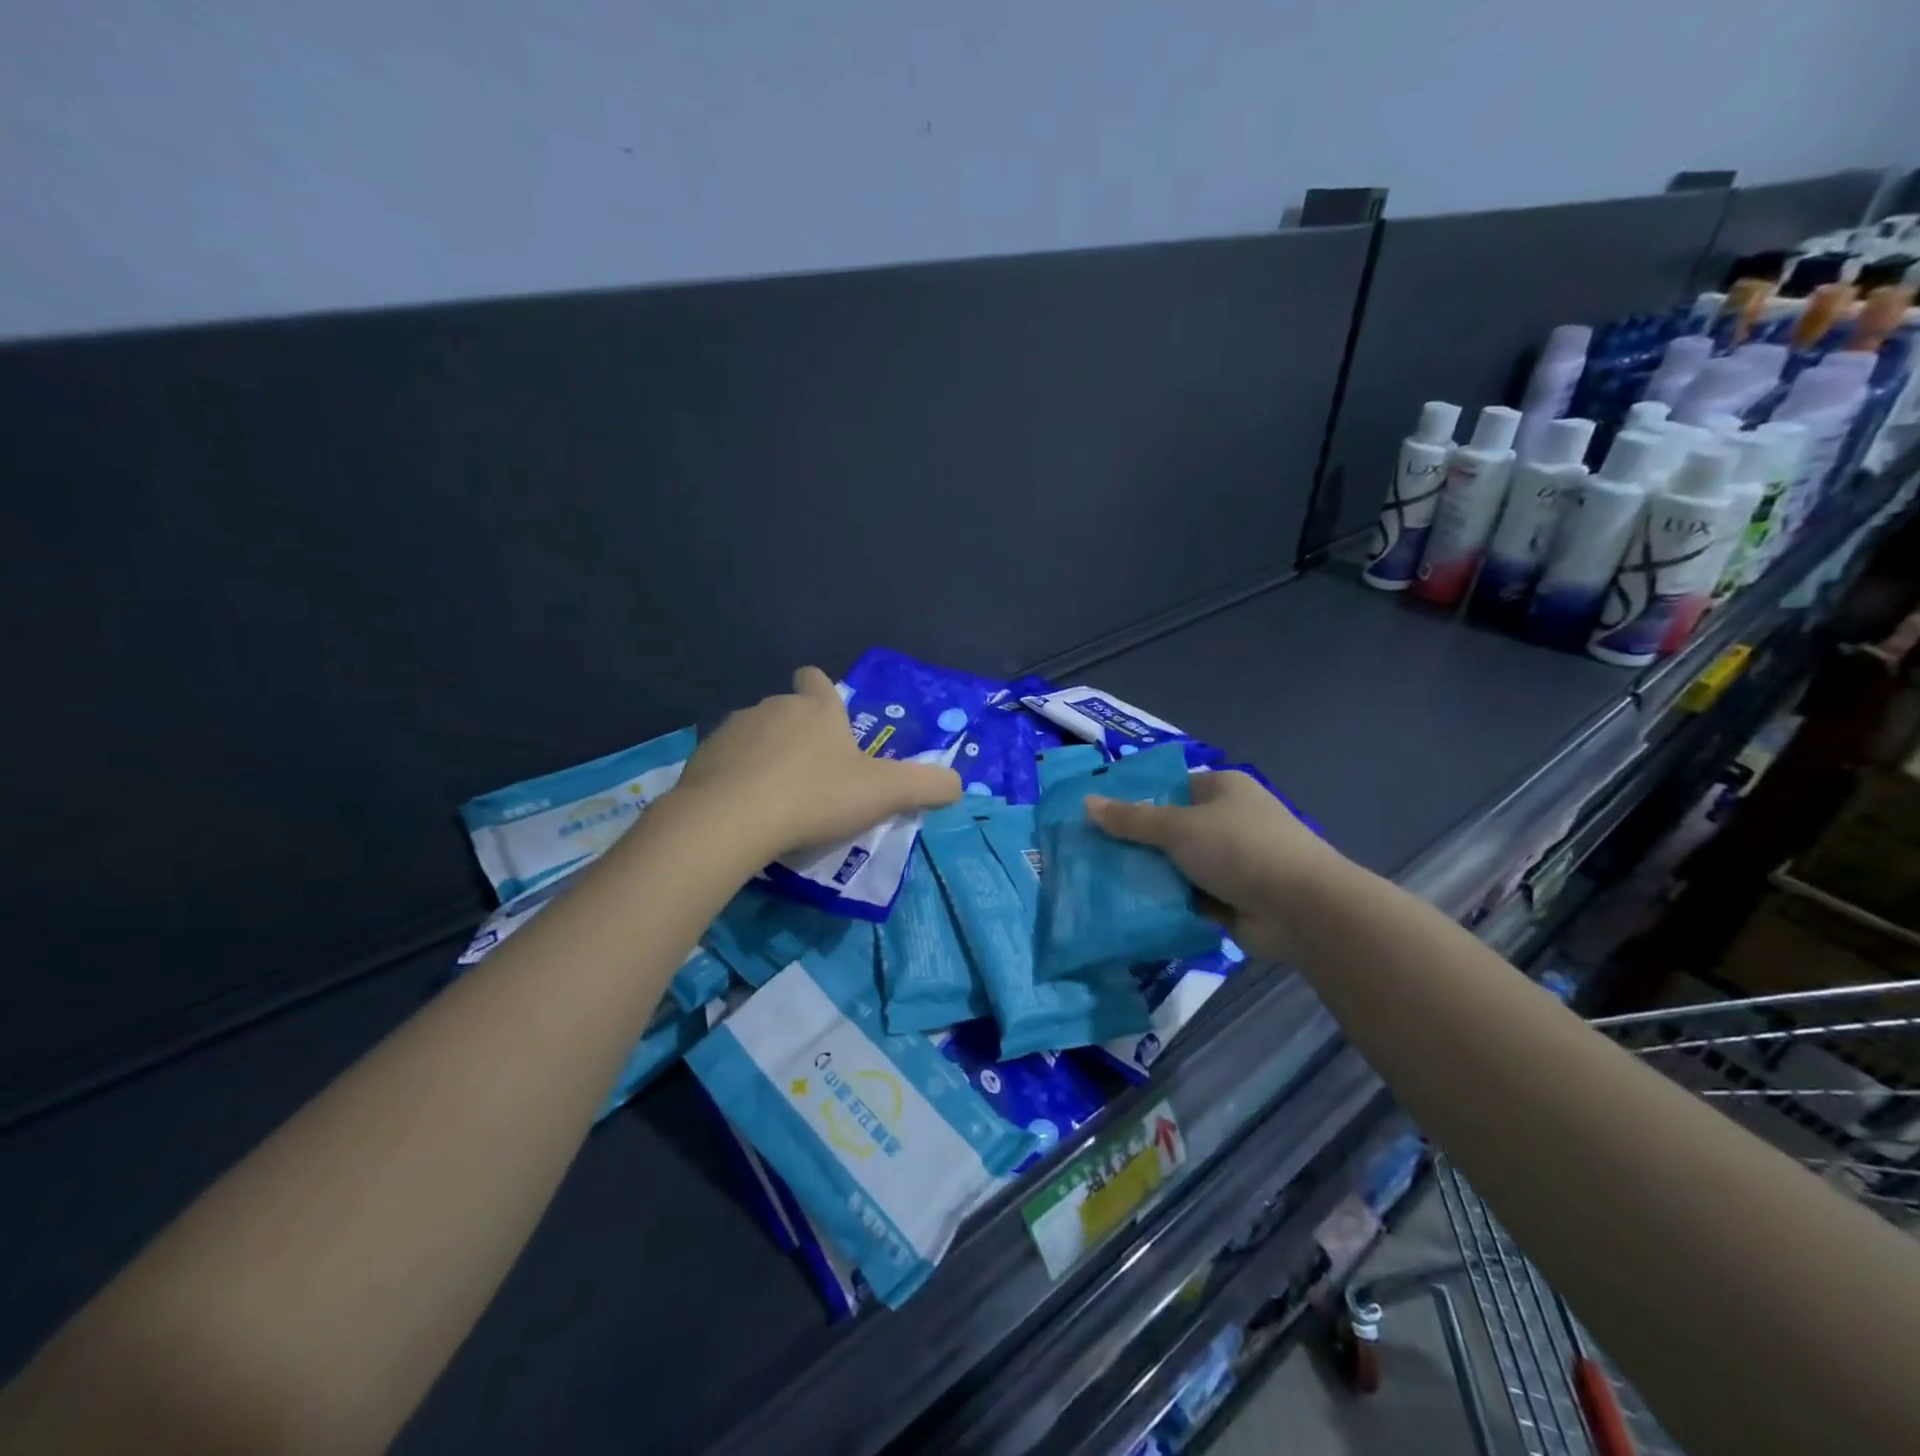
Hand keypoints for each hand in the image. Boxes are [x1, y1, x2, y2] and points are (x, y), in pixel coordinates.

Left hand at [673, 666, 963, 860]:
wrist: (732, 820)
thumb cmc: (816, 796)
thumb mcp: (886, 793)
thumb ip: (928, 785)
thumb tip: (958, 783)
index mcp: (817, 710)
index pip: (817, 681)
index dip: (821, 691)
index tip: (826, 714)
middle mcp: (774, 708)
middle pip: (788, 711)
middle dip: (799, 736)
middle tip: (814, 779)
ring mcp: (733, 730)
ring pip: (755, 736)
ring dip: (766, 758)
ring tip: (777, 800)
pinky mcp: (702, 757)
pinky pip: (726, 763)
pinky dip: (736, 780)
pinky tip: (744, 811)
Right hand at [1086, 770, 1342, 959]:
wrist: (1302, 909)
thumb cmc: (1240, 849)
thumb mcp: (1178, 828)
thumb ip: (1131, 819)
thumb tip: (1086, 803)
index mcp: (1221, 789)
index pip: (1168, 787)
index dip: (1132, 800)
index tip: (1095, 816)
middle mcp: (1227, 820)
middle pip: (1169, 828)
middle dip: (1135, 843)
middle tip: (1089, 853)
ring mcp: (1231, 861)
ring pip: (1176, 865)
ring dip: (1149, 876)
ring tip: (1100, 882)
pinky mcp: (1231, 898)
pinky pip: (1188, 896)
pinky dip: (1166, 902)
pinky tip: (1128, 907)